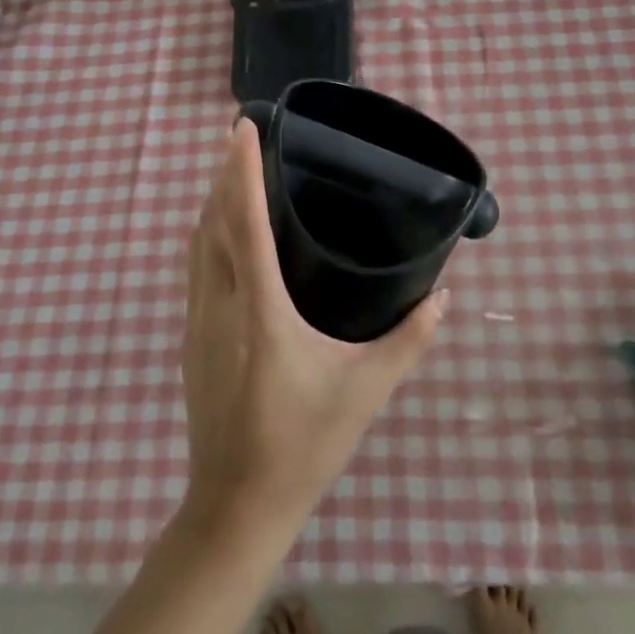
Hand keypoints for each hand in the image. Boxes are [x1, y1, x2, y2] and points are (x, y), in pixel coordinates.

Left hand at [181, 120, 447, 539]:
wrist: (235, 505)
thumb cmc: (304, 444)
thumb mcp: (366, 391)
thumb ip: (409, 341)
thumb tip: (443, 297)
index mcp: (260, 310)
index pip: (245, 222)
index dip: (241, 170)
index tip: (242, 127)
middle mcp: (221, 304)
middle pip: (212, 221)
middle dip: (224, 173)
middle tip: (243, 137)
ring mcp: (198, 320)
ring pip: (198, 243)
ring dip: (212, 201)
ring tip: (234, 171)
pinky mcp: (191, 337)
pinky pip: (196, 266)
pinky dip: (208, 232)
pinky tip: (226, 231)